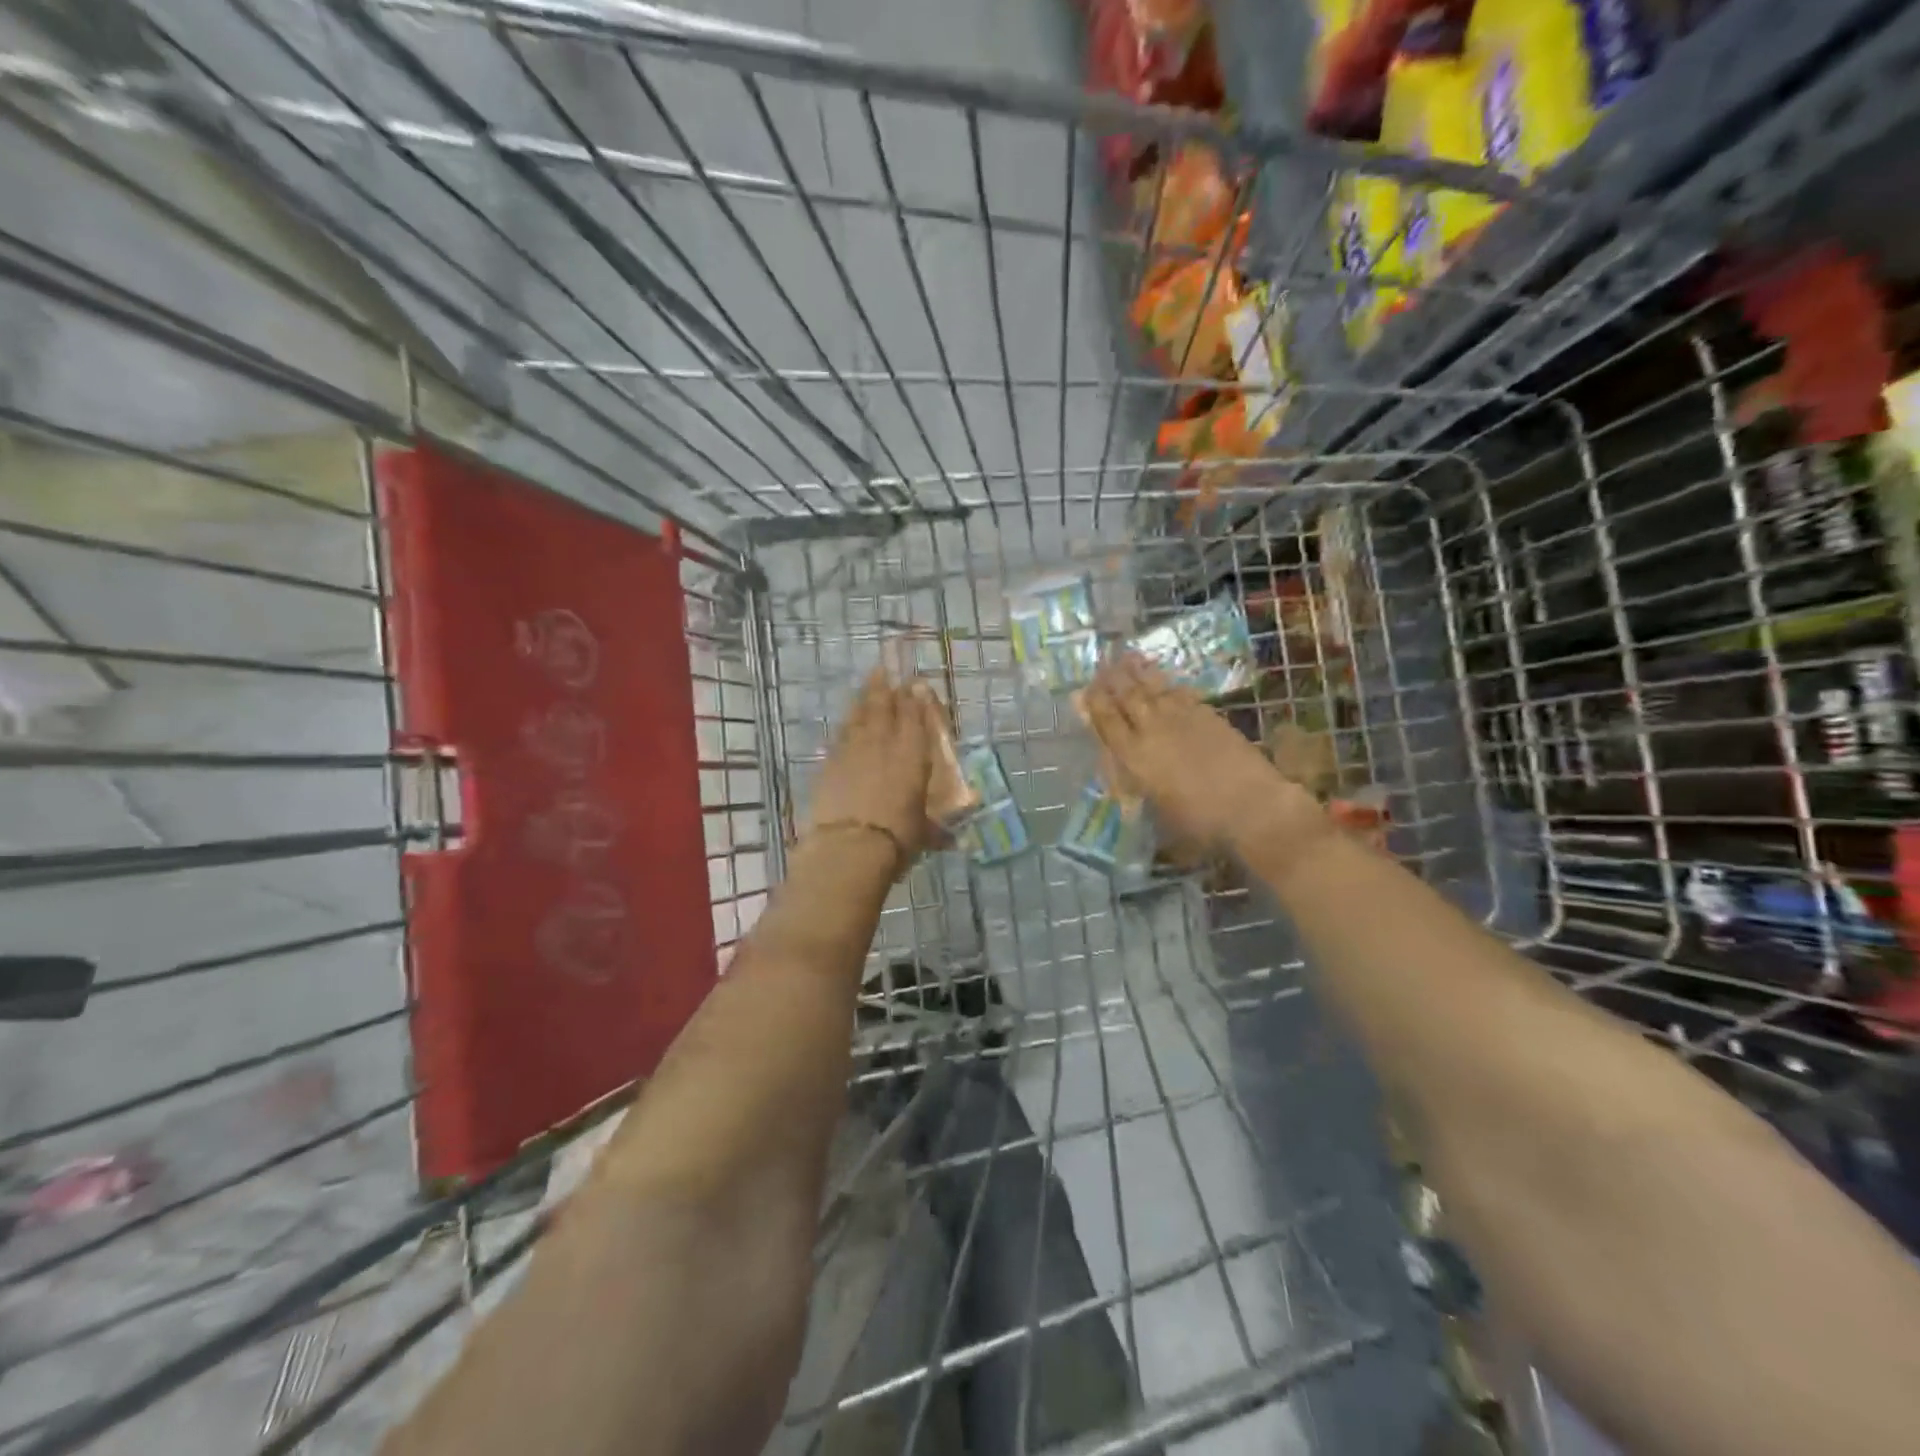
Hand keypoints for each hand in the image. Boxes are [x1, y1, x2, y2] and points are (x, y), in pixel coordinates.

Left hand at [804, 669, 938, 868]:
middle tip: (885, 670)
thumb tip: (951, 841)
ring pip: (859, 715)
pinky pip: (840, 735)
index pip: (915, 717)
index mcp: (913, 754)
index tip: (916, 684)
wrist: (850, 846)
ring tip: (868, 686)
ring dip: (864, 699)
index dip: (916, 698)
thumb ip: (936, 830)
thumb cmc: (897, 837)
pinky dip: (846, 726)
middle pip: (884, 706)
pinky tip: (847, 724)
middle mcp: (884, 743)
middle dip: (886, 687)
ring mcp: (853, 750)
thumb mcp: (924, 833)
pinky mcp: (829, 763)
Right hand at [1080, 654, 1325, 858]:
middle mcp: (1152, 730)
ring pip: (1153, 688)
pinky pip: (1181, 692)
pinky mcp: (1208, 715)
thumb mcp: (1156, 813)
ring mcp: (1182, 718)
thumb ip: (1134, 788)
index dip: (1094, 704)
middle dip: (1112, 679)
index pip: (1107, 722)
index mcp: (1134, 757)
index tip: (1083, 690)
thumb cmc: (1200, 823)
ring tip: (1126, 657)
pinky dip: (1168, 683)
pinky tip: (1164, 680)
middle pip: (1127, 697)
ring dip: (1137, 672)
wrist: (1253, 806)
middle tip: (1102, 664)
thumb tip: (1123, 775)